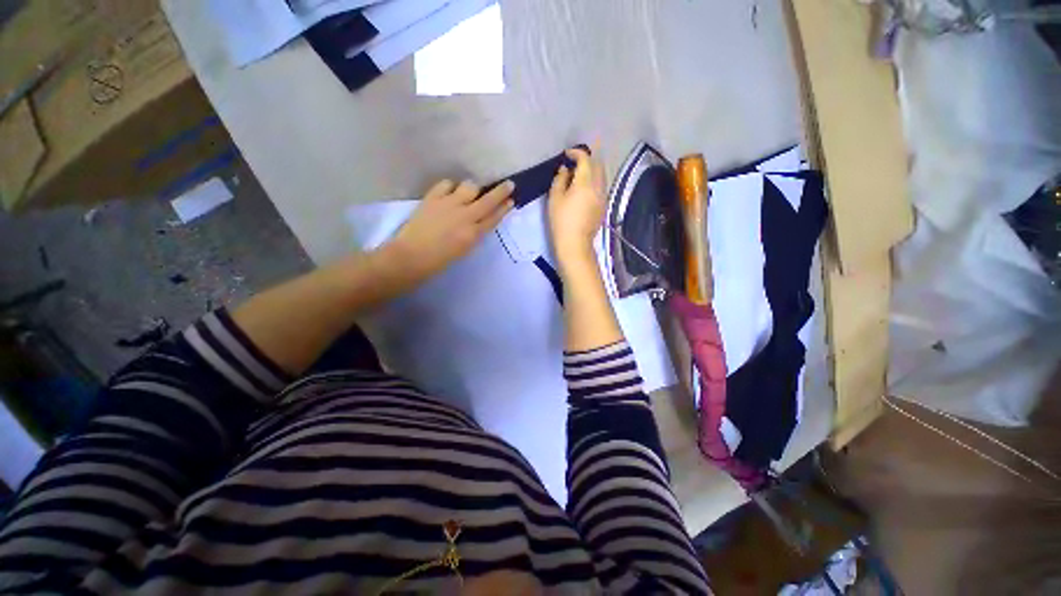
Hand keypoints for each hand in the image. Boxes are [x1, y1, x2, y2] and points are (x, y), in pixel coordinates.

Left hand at [384, 178, 514, 280]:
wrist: (412, 256)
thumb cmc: (440, 260)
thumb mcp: (465, 250)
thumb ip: (475, 234)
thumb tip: (480, 220)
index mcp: (473, 234)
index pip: (494, 217)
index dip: (504, 208)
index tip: (511, 200)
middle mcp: (465, 216)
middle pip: (488, 200)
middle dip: (501, 191)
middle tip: (509, 184)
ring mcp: (449, 204)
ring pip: (470, 187)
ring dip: (474, 188)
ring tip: (470, 192)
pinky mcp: (433, 197)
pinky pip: (447, 183)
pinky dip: (451, 186)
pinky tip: (450, 191)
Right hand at [548, 148, 606, 273]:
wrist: (575, 243)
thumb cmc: (561, 221)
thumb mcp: (555, 198)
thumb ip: (560, 179)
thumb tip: (565, 170)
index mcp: (585, 182)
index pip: (585, 159)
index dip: (576, 153)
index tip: (567, 154)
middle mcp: (598, 186)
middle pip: (597, 165)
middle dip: (587, 160)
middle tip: (574, 163)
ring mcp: (603, 197)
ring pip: (601, 176)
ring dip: (592, 171)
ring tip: (579, 176)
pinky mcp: (604, 206)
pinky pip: (601, 187)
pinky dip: (594, 182)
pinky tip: (584, 190)